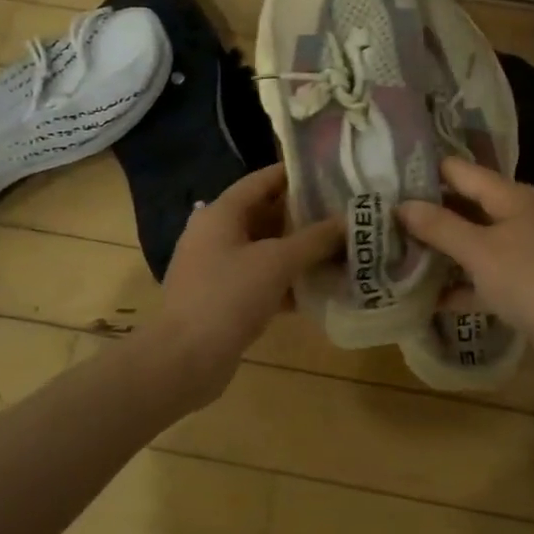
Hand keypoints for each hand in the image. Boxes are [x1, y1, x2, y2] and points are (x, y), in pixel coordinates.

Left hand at [152, 164, 342, 407]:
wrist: (184, 360)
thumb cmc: (228, 296)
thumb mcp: (277, 262)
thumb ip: (315, 239)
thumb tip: (349, 221)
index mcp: (221, 213)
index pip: (262, 180)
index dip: (295, 174)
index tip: (331, 173)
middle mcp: (216, 234)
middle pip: (265, 214)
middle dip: (303, 215)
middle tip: (343, 213)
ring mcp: (218, 268)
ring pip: (265, 250)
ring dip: (298, 250)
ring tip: (340, 248)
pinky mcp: (223, 299)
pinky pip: (261, 280)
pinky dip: (287, 281)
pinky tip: (319, 288)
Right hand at [398, 156, 533, 376]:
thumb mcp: (482, 251)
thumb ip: (441, 227)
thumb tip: (402, 205)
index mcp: (509, 196)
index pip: (458, 171)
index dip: (422, 173)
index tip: (382, 181)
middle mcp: (514, 217)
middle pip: (462, 207)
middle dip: (424, 215)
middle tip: (377, 222)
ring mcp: (520, 253)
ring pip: (469, 244)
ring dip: (438, 252)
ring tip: (391, 255)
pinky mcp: (522, 286)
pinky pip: (481, 278)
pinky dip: (458, 286)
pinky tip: (425, 298)